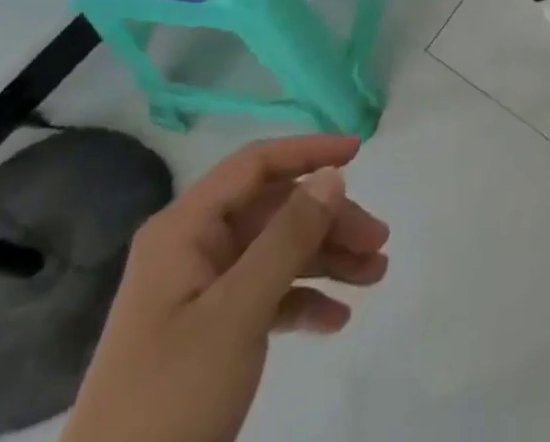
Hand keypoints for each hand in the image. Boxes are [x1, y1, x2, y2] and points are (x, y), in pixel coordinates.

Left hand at [61, 135, 388, 441]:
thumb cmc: (171, 398)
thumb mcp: (237, 313)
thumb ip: (288, 237)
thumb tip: (332, 174)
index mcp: (185, 230)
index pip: (255, 165)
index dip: (308, 152)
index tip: (359, 153)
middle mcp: (192, 250)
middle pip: (274, 211)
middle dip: (328, 221)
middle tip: (378, 242)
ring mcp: (199, 294)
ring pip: (275, 253)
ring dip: (325, 259)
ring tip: (375, 275)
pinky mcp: (207, 336)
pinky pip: (265, 297)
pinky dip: (302, 301)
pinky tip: (336, 320)